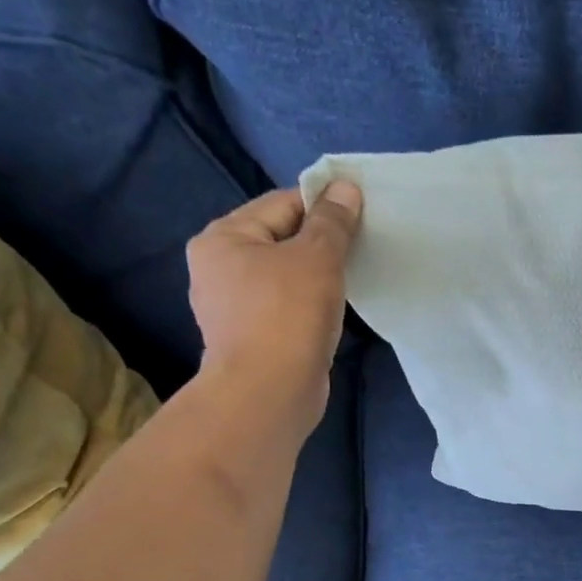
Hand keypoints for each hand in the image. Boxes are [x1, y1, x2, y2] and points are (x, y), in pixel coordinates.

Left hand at [186, 182, 361, 432]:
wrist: (269, 393)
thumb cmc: (288, 315)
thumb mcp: (317, 258)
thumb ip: (332, 222)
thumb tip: (345, 187)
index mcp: (223, 237)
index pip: (281, 203)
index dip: (322, 204)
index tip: (361, 214)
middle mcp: (219, 267)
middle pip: (281, 239)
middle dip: (321, 242)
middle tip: (362, 247)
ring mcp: (232, 306)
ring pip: (285, 275)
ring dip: (317, 275)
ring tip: (353, 278)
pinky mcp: (252, 338)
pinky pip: (286, 306)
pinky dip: (310, 303)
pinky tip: (334, 311)